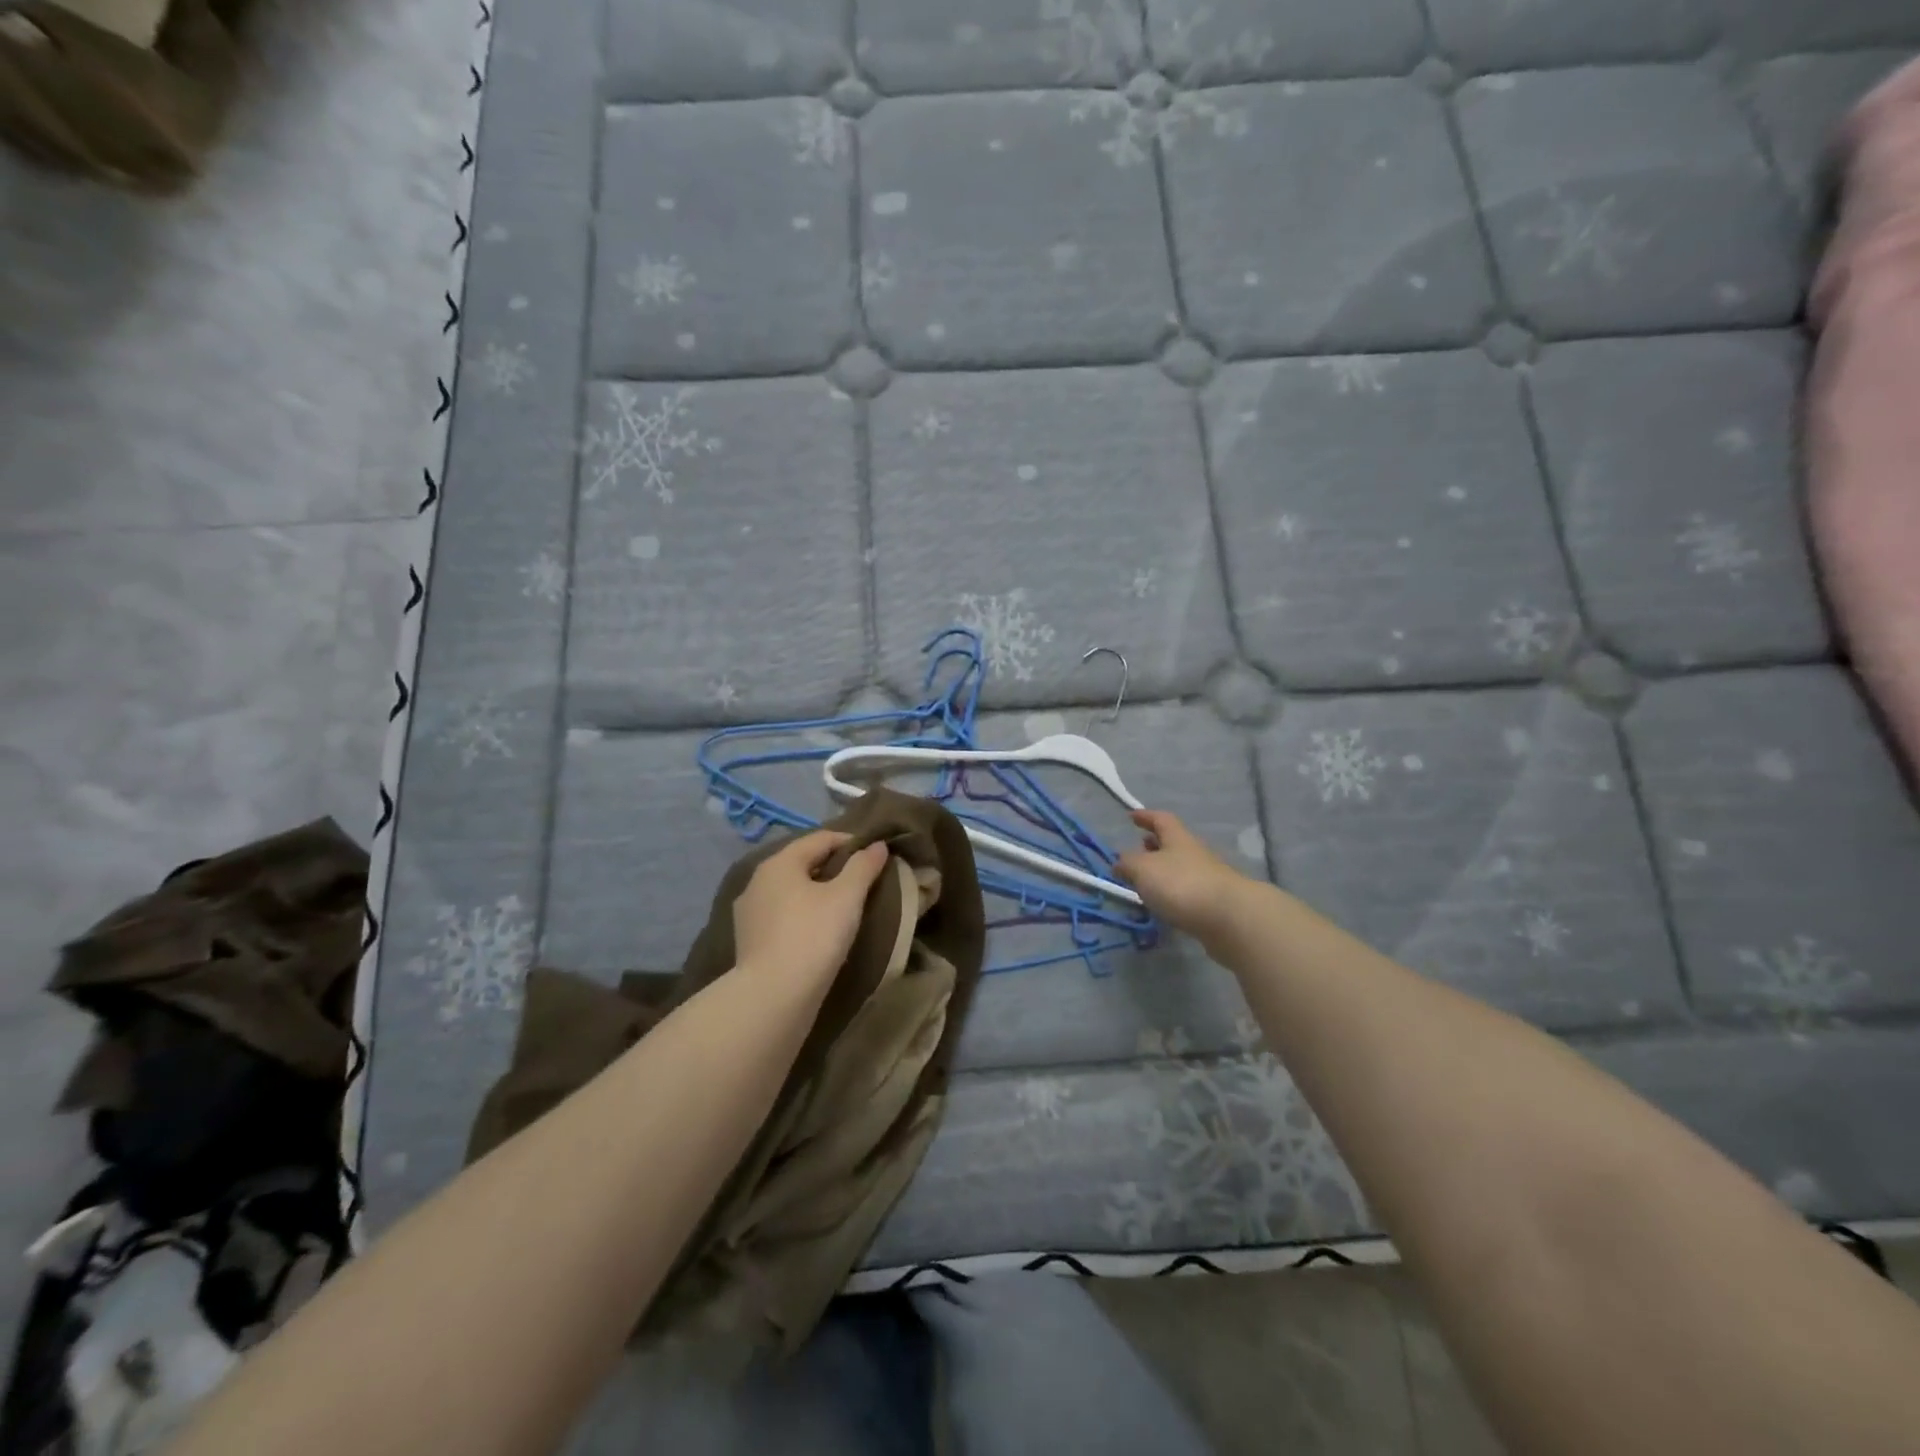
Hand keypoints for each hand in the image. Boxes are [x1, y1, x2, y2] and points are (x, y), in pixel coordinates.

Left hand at [732, 831, 890, 990]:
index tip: (875, 857)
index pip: (820, 839)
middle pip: (803, 863)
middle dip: (833, 868)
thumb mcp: (847, 897)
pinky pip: (782, 916)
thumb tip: (877, 845)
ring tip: (843, 909)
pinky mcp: (749, 941)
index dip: (851, 843)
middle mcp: (757, 881)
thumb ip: (863, 866)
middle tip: (862, 883)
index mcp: (779, 863)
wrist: (773, 998)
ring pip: (791, 891)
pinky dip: (802, 915)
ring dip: (816, 893)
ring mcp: (749, 913)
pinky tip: (818, 932)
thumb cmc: (813, 937)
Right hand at [1115, 810, 1251, 942]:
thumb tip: (1120, 862)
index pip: (1161, 819)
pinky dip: (1173, 892)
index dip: (1145, 816)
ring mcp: (1207, 878)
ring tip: (1146, 882)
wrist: (1230, 918)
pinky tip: (1165, 904)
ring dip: (1163, 870)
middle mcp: (1194, 853)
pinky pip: (1188, 890)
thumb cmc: (1182, 884)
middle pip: (1173, 843)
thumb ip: (1128, 864)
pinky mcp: (1214, 902)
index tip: (1132, 816)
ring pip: (1180, 867)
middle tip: (1138, 850)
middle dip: (1154, 845)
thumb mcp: (1143, 869)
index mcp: (1177, 838)